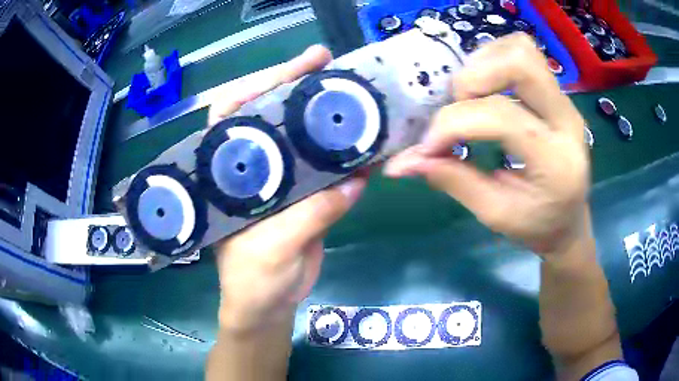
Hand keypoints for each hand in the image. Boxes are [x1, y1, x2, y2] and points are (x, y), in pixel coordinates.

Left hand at [209, 46, 367, 332]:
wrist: (270, 305)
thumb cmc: (252, 280)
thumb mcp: (272, 248)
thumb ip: (310, 215)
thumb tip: (353, 181)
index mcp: (229, 174)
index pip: (232, 116)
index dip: (257, 86)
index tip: (290, 70)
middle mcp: (255, 168)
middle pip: (273, 117)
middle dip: (298, 87)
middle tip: (328, 63)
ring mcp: (285, 181)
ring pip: (306, 140)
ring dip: (329, 119)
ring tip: (354, 93)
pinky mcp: (309, 197)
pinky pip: (331, 172)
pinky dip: (350, 159)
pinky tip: (370, 144)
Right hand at [384, 33, 589, 254]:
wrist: (568, 220)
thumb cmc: (536, 225)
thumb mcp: (494, 214)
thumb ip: (452, 180)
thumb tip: (402, 163)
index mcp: (554, 160)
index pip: (500, 116)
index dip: (453, 123)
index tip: (428, 146)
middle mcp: (566, 120)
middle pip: (520, 63)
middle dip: (475, 78)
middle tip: (458, 106)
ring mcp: (565, 102)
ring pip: (523, 50)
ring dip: (484, 63)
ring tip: (471, 96)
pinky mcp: (558, 95)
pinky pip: (524, 55)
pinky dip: (495, 61)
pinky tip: (486, 89)